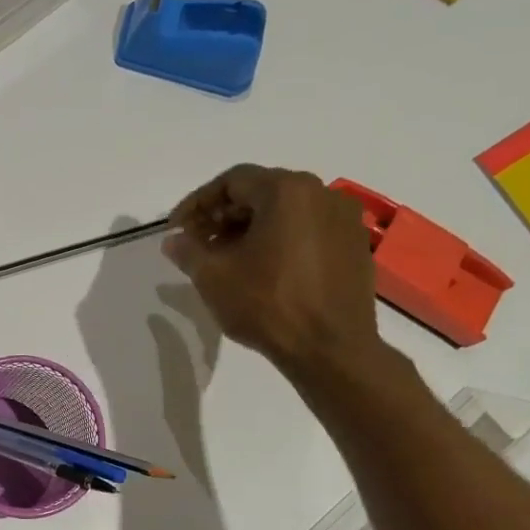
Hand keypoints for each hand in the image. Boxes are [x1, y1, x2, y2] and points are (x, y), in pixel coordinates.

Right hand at [161, 165, 381, 380]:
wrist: (330, 349)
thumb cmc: (267, 305)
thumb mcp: (213, 277)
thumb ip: (188, 250)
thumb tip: (174, 240)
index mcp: (287, 191)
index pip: (232, 181)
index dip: (197, 203)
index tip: (176, 230)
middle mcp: (321, 193)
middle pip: (261, 192)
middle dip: (223, 216)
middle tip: (197, 245)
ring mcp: (344, 219)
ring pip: (285, 212)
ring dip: (250, 229)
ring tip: (226, 260)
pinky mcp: (354, 246)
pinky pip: (307, 231)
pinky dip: (279, 241)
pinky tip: (262, 270)